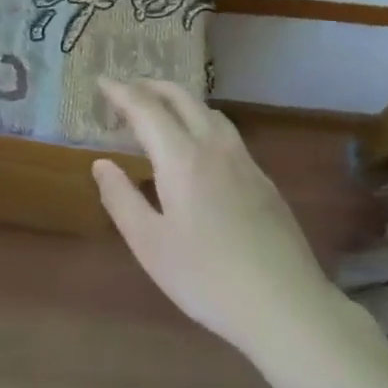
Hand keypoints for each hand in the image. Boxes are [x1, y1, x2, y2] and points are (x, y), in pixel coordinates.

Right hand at [93, 78, 327, 356]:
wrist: (286, 306)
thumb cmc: (206, 278)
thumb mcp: (149, 244)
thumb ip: (121, 199)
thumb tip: (101, 163)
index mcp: (182, 159)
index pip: (146, 109)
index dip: (121, 92)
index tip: (102, 81)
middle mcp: (215, 148)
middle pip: (183, 99)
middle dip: (152, 86)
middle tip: (127, 88)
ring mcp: (245, 163)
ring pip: (210, 113)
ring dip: (180, 101)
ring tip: (160, 110)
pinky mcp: (264, 181)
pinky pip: (227, 134)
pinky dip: (202, 122)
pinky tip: (199, 147)